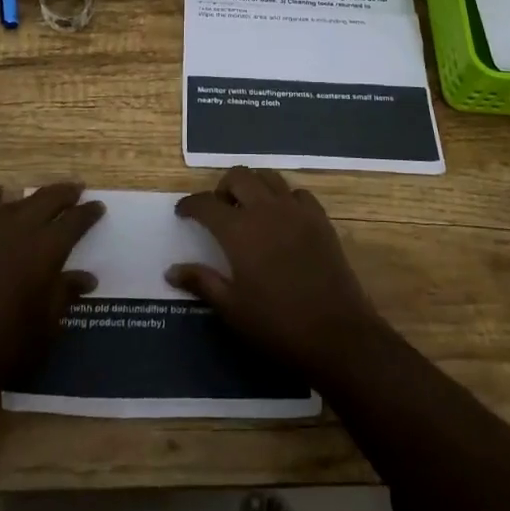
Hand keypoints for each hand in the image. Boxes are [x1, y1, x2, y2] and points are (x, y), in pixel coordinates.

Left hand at [0, 182, 104, 399]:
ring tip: (39, 198)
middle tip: (76, 191)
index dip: (89, 212)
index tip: (98, 207)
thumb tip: (87, 278)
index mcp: (47, 249)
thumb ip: (66, 294)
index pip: (76, 220)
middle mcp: (20, 227)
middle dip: (66, 193)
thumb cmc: (5, 345)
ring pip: (16, 199)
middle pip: (49, 198)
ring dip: (32, 197)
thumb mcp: (47, 325)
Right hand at [167, 167, 386, 377]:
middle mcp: (266, 209)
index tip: (183, 212)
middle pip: (238, 176)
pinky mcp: (320, 219)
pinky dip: (284, 198)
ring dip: (253, 186)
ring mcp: (296, 210)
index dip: (190, 205)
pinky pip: (297, 193)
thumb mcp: (232, 309)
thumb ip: (201, 282)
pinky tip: (282, 219)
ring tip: (248, 209)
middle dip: (222, 187)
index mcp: (239, 230)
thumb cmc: (277, 325)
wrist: (337, 334)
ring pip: (269, 177)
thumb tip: (171, 270)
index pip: (206, 203)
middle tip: (218, 209)